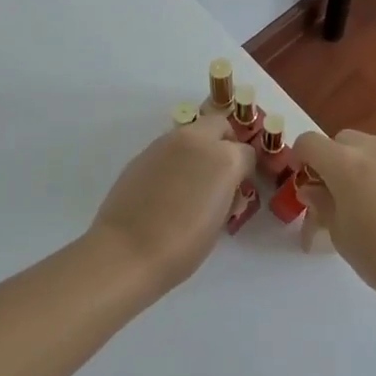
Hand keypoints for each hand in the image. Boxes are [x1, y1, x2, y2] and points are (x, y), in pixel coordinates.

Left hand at [88, 117, 253, 291]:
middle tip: (219, 174)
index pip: (247, 152)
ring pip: (191, 133)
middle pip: (219, 125)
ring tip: (190, 184)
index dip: (244, 172)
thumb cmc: (183, 246)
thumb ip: (227, 195)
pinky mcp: (142, 153)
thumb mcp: (219, 222)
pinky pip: (168, 148)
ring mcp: (166, 143)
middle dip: (224, 143)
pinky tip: (166, 188)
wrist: (128, 251)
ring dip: (197, 149)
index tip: (238, 190)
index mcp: (224, 159)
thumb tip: (224, 189)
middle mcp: (196, 141)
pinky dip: (174, 160)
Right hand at [293, 129, 375, 303]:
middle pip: (341, 141)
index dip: (299, 159)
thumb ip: (322, 204)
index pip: (309, 142)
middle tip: (333, 196)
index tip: (304, 183)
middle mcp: (374, 150)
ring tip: (364, 205)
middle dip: (330, 162)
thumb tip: (313, 189)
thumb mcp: (340, 235)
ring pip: (368, 150)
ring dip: (357, 167)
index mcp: (346, 163)